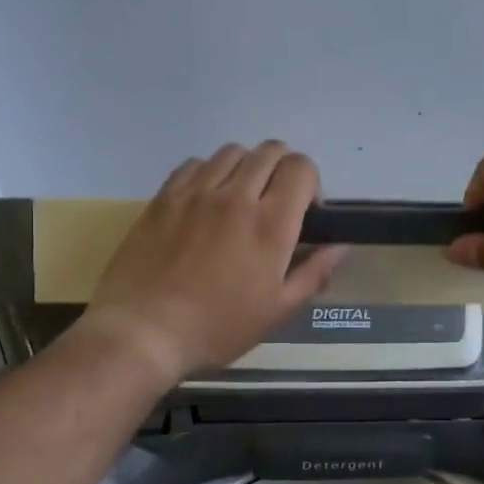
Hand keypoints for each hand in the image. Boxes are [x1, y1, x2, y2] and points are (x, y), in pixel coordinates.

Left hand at [81, 142, 346, 382]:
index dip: (311, 182)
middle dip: (283, 169)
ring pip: (232, 151)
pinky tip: (207, 200)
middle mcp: (236, 196)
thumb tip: (340, 246)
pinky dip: (210, 172)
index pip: (301, 167)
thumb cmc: (217, 328)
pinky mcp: (164, 197)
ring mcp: (196, 192)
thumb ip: (313, 273)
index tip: (306, 212)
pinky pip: (195, 163)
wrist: (143, 332)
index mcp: (270, 224)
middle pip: (270, 150)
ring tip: (241, 199)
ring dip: (247, 167)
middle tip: (276, 204)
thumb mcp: (277, 311)